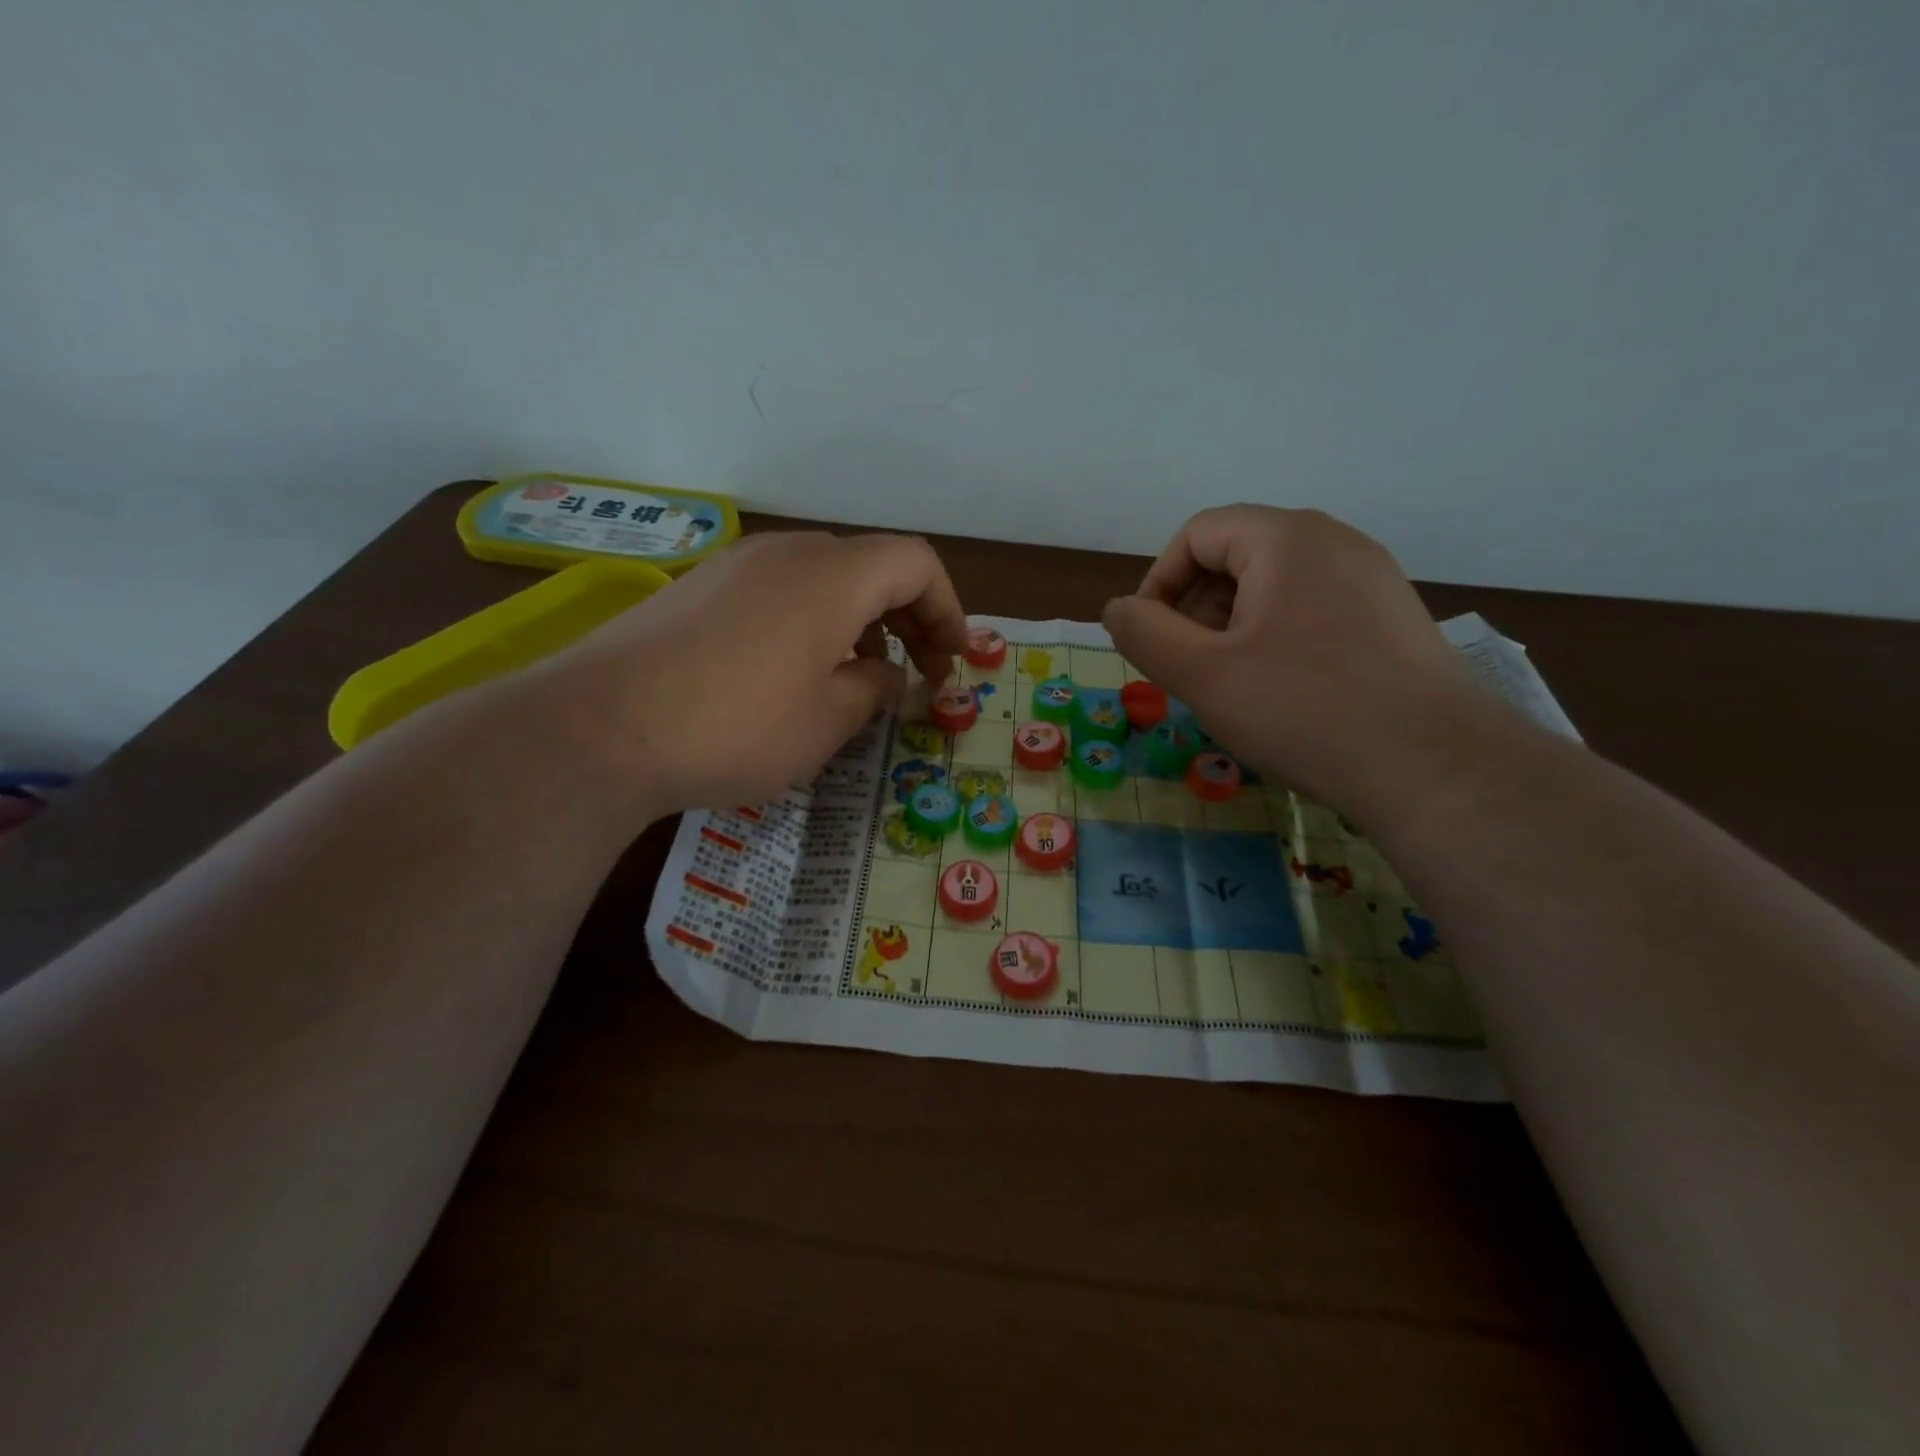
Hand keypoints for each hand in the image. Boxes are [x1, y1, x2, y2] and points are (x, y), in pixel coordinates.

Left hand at [541, 531, 967, 814]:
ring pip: (823, 577)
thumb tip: (887, 675)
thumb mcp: (827, 720)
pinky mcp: (699, 589)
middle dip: (908, 616)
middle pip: (870, 565)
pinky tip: (796, 672)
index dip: (947, 608)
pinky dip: (811, 621)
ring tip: (859, 676)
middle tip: (917, 672)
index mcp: (832, 576)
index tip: (952, 659)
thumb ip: (874, 689)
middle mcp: (787, 553)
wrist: (599, 728)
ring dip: (860, 620)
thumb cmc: (736, 727)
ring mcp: (736, 566)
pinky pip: (778, 591)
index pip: (915, 563)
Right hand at [1102, 505, 1515, 830]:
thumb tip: (1117, 609)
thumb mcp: (1203, 674)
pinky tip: (1283, 695)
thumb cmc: (1304, 710)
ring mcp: (1373, 580)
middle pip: (1237, 555)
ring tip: (1232, 688)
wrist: (1436, 768)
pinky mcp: (1394, 620)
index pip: (1197, 534)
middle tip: (1189, 671)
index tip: (1151, 640)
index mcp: (1286, 538)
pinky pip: (1313, 612)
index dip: (1159, 582)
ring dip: (1233, 629)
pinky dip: (1277, 641)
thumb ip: (1144, 633)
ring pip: (1275, 587)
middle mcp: (1335, 542)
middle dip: (1196, 609)